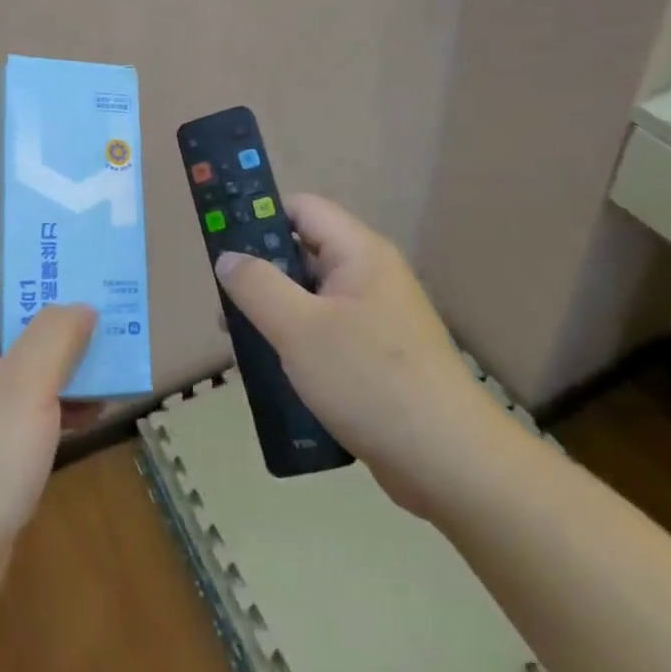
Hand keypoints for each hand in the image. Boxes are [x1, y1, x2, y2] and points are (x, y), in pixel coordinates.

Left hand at [0, 260, 97, 598]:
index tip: (67, 272)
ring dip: (64, 359)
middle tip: (103, 311)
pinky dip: (57, 399)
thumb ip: (58, 333)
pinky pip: (25, 401)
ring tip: (110, 361)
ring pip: (23, 361)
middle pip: (9, 316)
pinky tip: (94, 412)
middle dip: (56, 315)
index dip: (20, 265)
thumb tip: (81, 306)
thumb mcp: (28, 384)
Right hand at [215, 194, 511, 514]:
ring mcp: (376, 319)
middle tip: (223, 303)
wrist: (448, 462)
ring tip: (239, 343)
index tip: (222, 244)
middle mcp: (370, 277)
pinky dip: (296, 343)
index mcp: (359, 253)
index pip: (302, 209)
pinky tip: (273, 371)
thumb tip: (227, 257)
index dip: (260, 216)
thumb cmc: (369, 380)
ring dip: (274, 314)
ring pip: (311, 299)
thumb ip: (256, 285)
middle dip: (261, 274)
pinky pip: (326, 333)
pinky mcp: (377, 357)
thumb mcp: (299, 328)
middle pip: (304, 253)